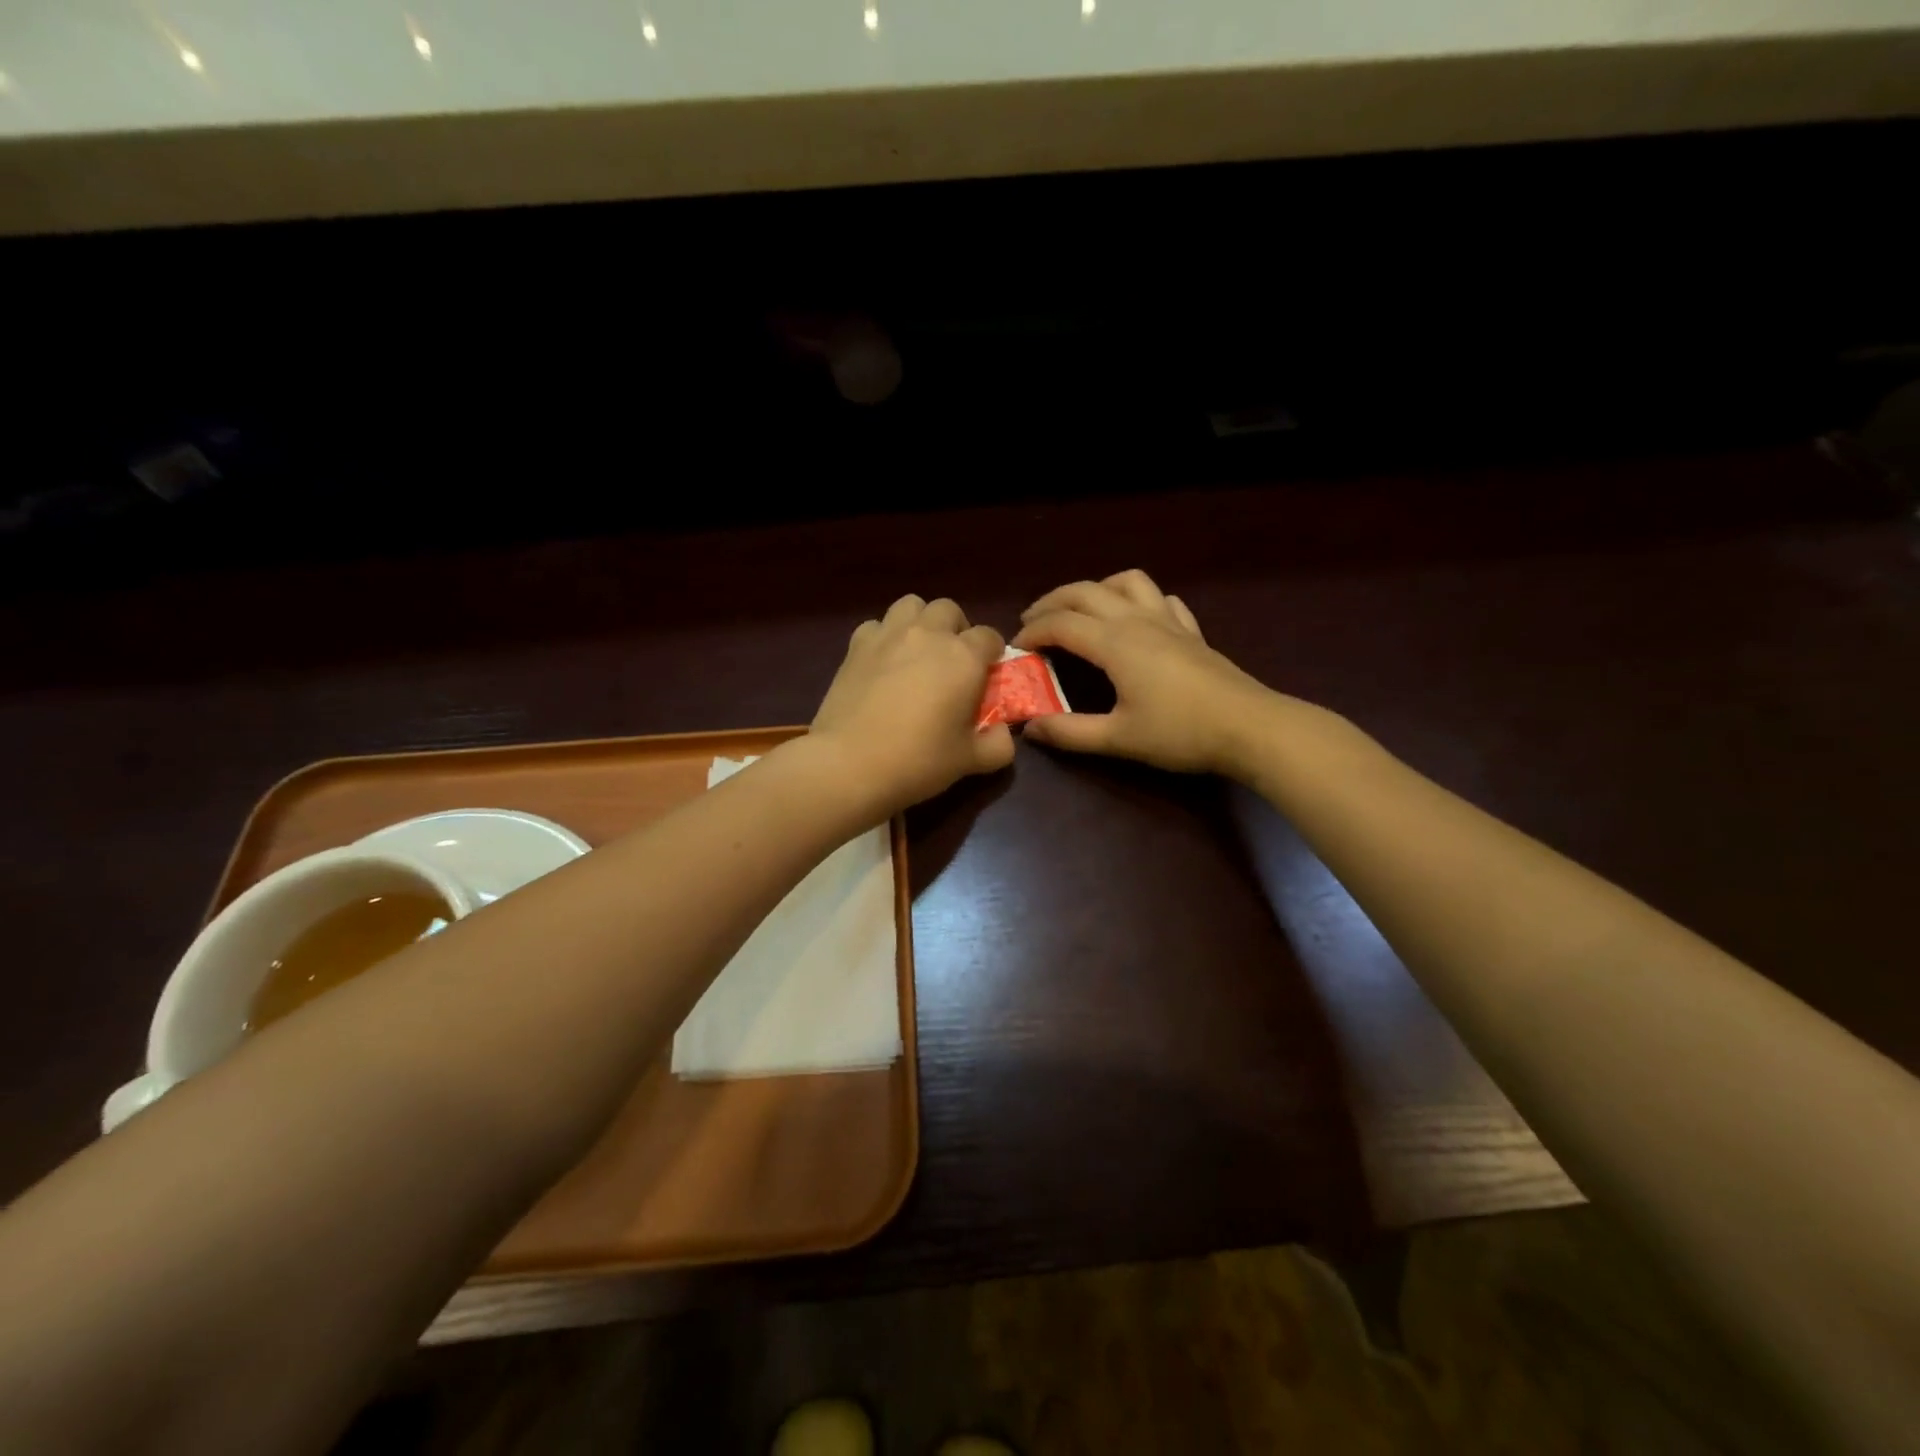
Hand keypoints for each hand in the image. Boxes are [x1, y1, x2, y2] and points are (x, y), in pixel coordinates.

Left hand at [809, 594, 1014, 813]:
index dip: (992, 654)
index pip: (989, 636)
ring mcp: (888, 635)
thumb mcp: (970, 761)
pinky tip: (883, 662)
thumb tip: (1004, 734)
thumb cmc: (918, 761)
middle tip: (952, 662)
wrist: (849, 764)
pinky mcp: (855, 646)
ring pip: (911, 605)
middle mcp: (928, 634)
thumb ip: (998, 745)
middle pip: (949, 610)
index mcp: (963, 656)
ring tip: (918, 651)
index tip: (987, 677)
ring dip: (921, 622)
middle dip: (956, 629)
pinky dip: (884, 636)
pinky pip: (876, 625)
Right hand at [1013, 570, 1274, 773]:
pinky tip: (1136, 618)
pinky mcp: (1191, 630)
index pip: (1061, 623)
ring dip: (1095, 589)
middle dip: (1052, 601)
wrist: (1249, 728)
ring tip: (1081, 610)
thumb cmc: (1180, 733)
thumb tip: (1030, 729)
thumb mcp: (1118, 739)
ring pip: (1126, 581)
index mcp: (1115, 643)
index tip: (1016, 648)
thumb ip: (1070, 732)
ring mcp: (1168, 620)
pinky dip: (1138, 599)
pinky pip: (1160, 598)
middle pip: (1085, 591)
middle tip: (1032, 621)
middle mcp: (1137, 620)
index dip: (1033, 631)